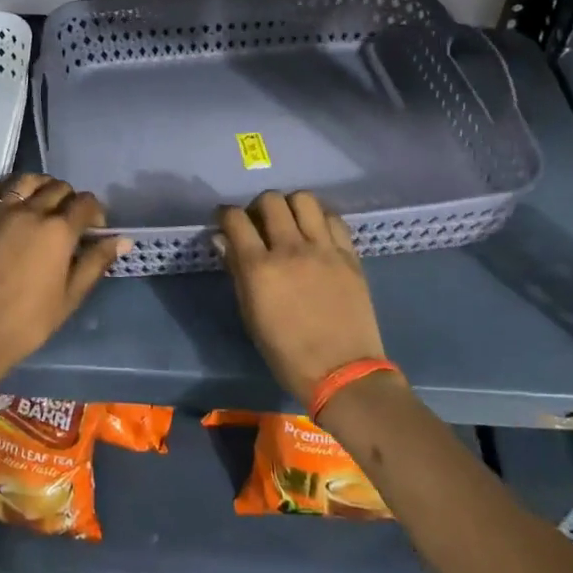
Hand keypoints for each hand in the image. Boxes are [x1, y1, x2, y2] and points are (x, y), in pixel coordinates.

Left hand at [0, 174, 127, 373]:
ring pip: (25, 182)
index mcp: (58, 230)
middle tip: (70, 221)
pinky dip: (3, 189)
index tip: (94, 231)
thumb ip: (96, 261)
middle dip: (71, 199)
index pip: (86, 204)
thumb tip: (122, 240)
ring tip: (43, 201)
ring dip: (41, 185)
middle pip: (58, 188)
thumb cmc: (30, 321)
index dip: (96, 214)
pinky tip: (9, 197)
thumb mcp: (71, 295)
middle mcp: (30, 212)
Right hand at [216, 191, 385, 408]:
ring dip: (291, 206)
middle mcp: (290, 249)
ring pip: (304, 199)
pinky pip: (333, 219)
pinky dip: (320, 219)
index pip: (235, 219)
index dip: (226, 214)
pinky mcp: (349, 255)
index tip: (226, 221)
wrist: (342, 372)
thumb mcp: (251, 315)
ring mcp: (323, 249)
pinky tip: (316, 234)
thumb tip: (223, 240)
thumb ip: (237, 272)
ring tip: (290, 223)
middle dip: (258, 206)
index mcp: (260, 268)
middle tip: (260, 223)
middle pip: (270, 200)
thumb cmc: (287, 353)